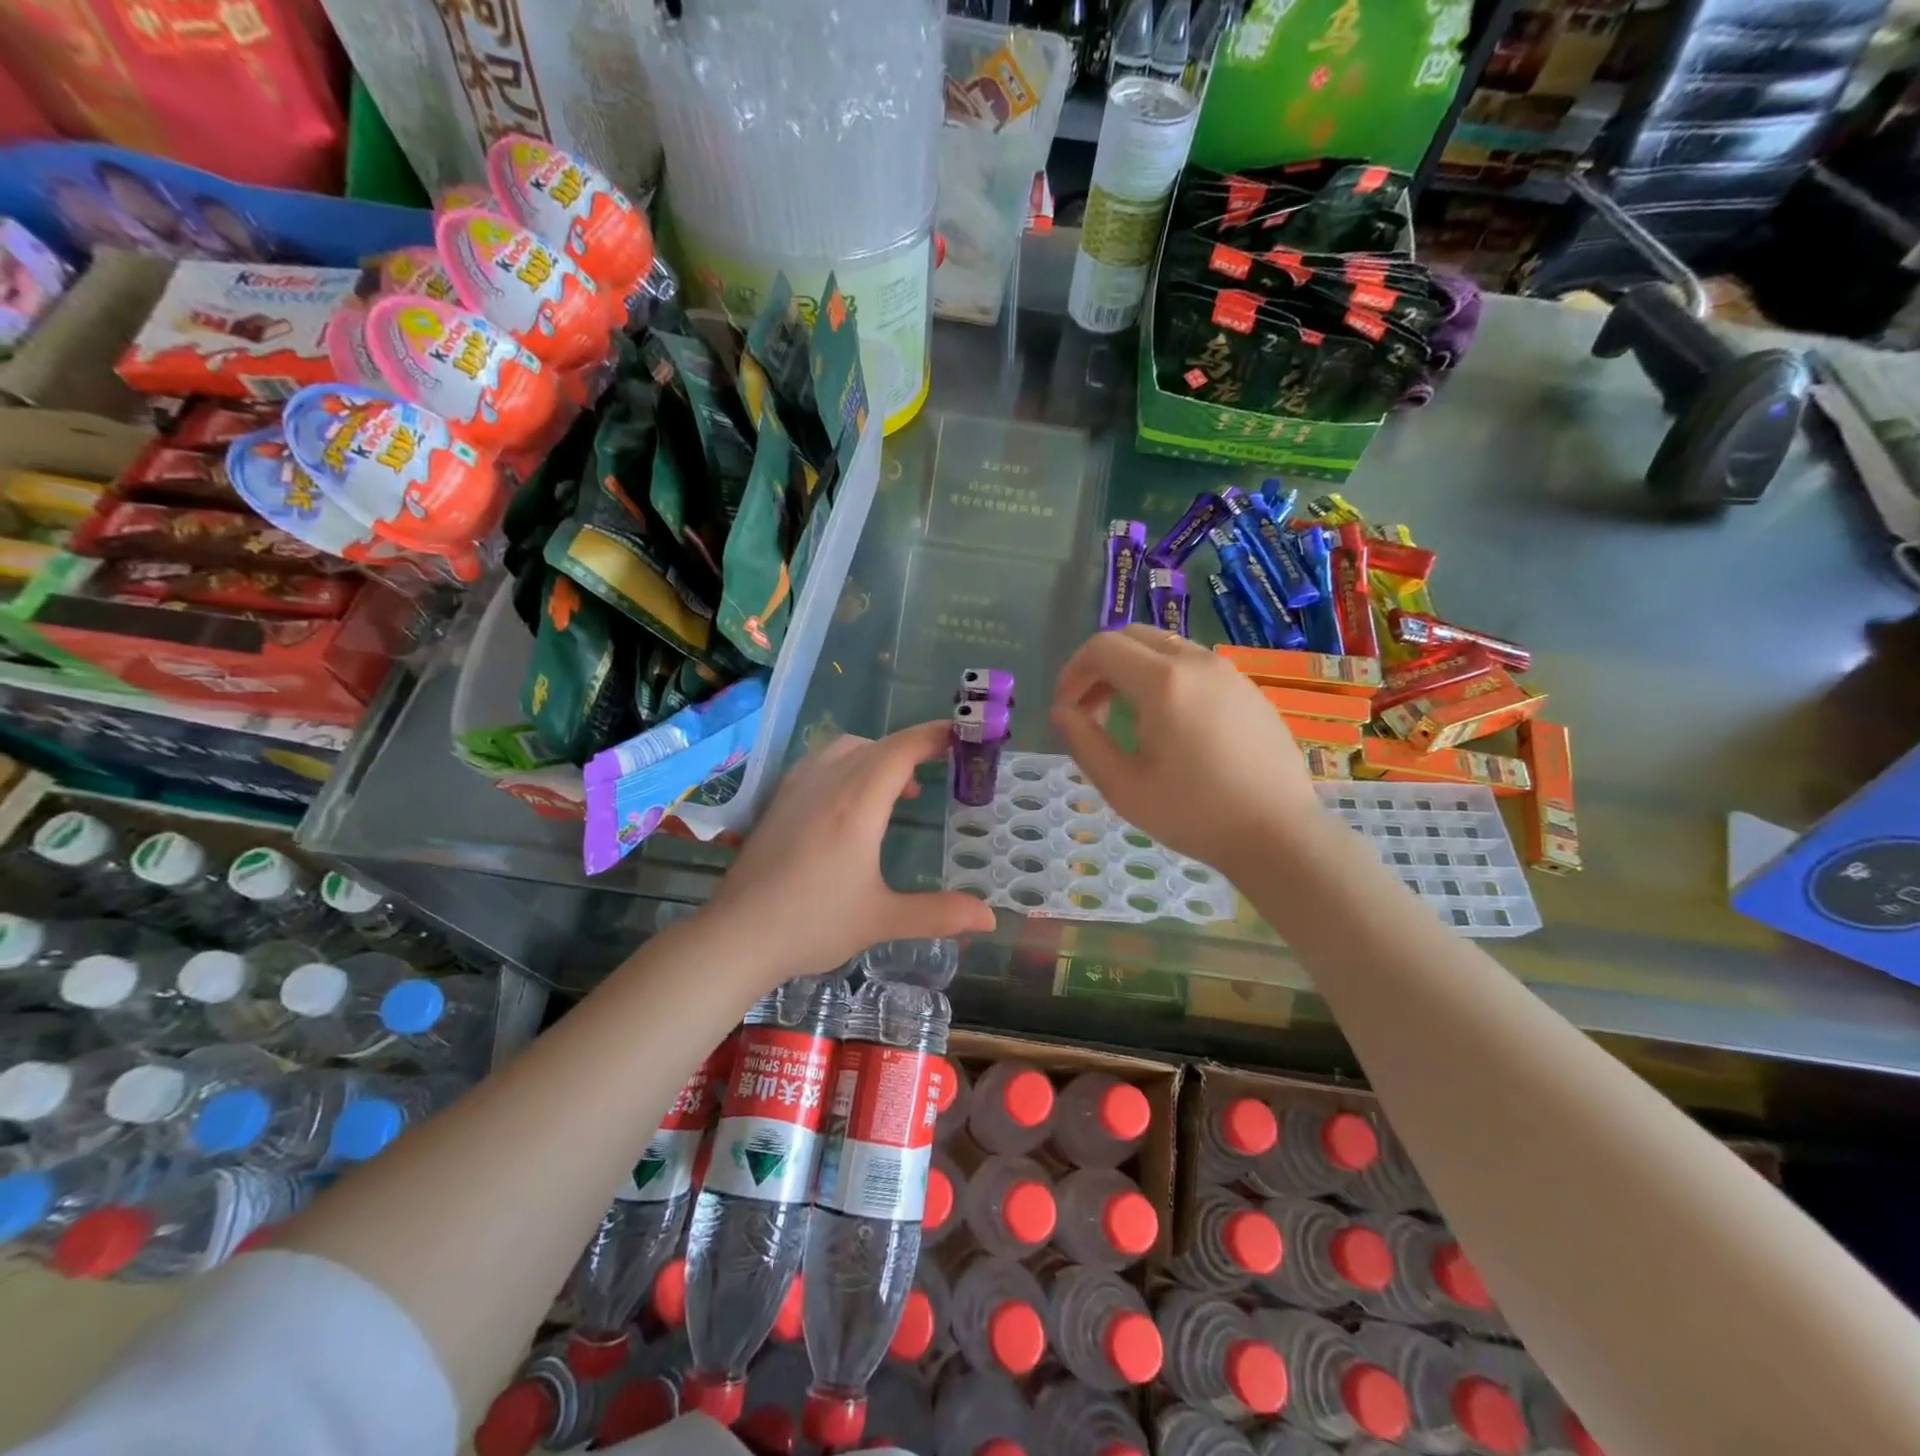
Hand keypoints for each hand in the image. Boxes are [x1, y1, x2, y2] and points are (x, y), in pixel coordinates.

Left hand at [708, 722, 996, 984]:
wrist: (737, 935)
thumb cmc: (812, 924)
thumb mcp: (881, 920)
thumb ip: (938, 914)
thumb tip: (988, 918)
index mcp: (857, 804)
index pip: (902, 750)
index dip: (934, 736)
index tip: (963, 736)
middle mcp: (827, 783)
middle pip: (878, 745)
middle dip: (913, 748)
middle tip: (942, 767)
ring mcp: (797, 787)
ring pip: (846, 748)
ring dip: (879, 755)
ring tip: (899, 789)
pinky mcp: (778, 799)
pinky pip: (821, 761)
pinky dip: (849, 763)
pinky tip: (851, 800)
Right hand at [1050, 626, 1322, 874]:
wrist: (1277, 833)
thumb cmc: (1193, 813)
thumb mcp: (1122, 786)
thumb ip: (1083, 740)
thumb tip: (1062, 710)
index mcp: (1162, 681)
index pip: (1102, 647)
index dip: (1073, 671)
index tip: (1066, 707)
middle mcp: (1196, 661)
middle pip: (1133, 636)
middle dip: (1101, 665)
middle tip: (1090, 708)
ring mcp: (1228, 671)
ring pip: (1165, 647)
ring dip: (1133, 669)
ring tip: (1126, 716)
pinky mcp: (1247, 687)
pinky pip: (1194, 664)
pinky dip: (1166, 677)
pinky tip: (1169, 723)